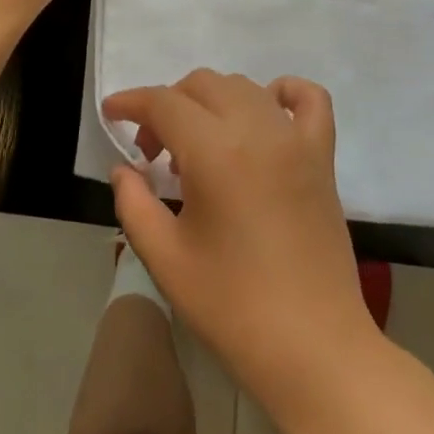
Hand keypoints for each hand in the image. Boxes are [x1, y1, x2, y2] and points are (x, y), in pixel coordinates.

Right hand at [103, 71, 375, 398]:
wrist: (314, 348)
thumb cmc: (233, 308)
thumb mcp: (166, 259)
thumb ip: (134, 203)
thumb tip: (123, 169)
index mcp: (215, 151)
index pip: (164, 103)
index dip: (132, 103)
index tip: (111, 113)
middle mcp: (257, 129)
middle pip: (203, 85)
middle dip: (168, 105)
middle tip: (153, 152)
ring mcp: (295, 138)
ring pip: (245, 87)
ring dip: (211, 102)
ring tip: (198, 147)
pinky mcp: (322, 155)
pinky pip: (309, 99)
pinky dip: (283, 92)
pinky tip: (265, 112)